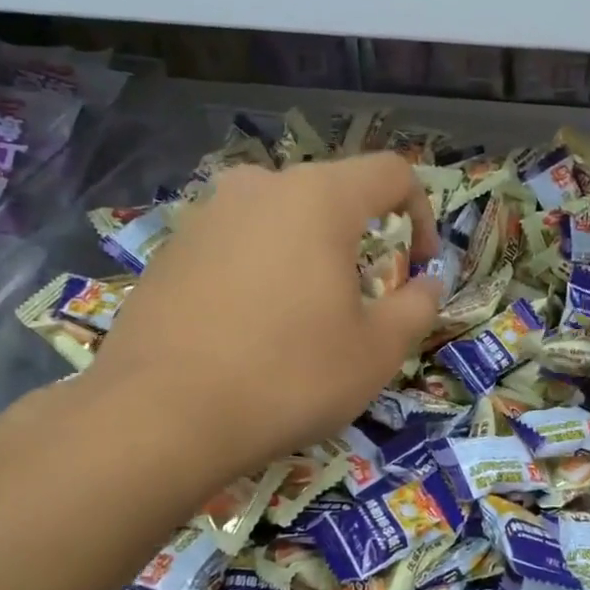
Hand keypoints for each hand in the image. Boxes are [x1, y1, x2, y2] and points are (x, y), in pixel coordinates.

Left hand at [79, 154, 440, 487]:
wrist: (160, 416)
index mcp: (318, 198)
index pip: (391, 173)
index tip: (418, 268)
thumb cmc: (289, 377)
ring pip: (280, 221)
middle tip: (360, 303)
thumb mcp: (376, 352)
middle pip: (331, 196)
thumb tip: (429, 282)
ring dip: (307, 257)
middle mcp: (259, 188)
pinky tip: (248, 332)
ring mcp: (206, 216)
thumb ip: (417, 306)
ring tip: (302, 320)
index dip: (422, 215)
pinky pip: (236, 246)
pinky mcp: (170, 250)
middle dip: (360, 242)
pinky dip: (260, 273)